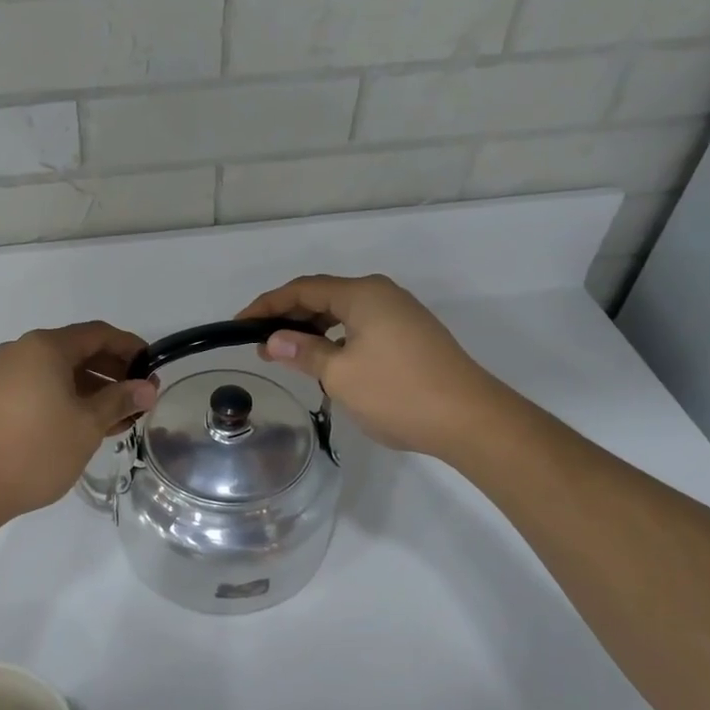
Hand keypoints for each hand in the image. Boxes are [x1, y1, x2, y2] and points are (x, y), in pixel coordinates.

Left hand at [0, 322, 158, 529]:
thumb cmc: (36, 451)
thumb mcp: (87, 425)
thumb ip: (120, 400)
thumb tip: (148, 388)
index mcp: (45, 347)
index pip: (98, 334)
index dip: (130, 347)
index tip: (153, 368)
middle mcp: (22, 351)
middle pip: (77, 350)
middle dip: (112, 371)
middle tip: (139, 397)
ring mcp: (4, 374)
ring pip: (58, 372)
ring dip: (91, 389)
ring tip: (119, 417)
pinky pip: (40, 386)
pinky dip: (67, 398)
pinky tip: (86, 424)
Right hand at [238, 274, 497, 459]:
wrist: (470, 419)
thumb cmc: (397, 393)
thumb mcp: (340, 374)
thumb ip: (303, 352)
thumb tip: (274, 339)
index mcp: (363, 294)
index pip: (303, 289)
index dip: (268, 304)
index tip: (239, 323)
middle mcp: (382, 294)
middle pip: (324, 296)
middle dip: (289, 317)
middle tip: (261, 344)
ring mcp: (401, 314)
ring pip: (344, 313)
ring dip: (313, 330)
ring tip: (288, 354)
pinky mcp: (412, 335)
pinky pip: (362, 327)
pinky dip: (337, 339)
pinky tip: (328, 361)